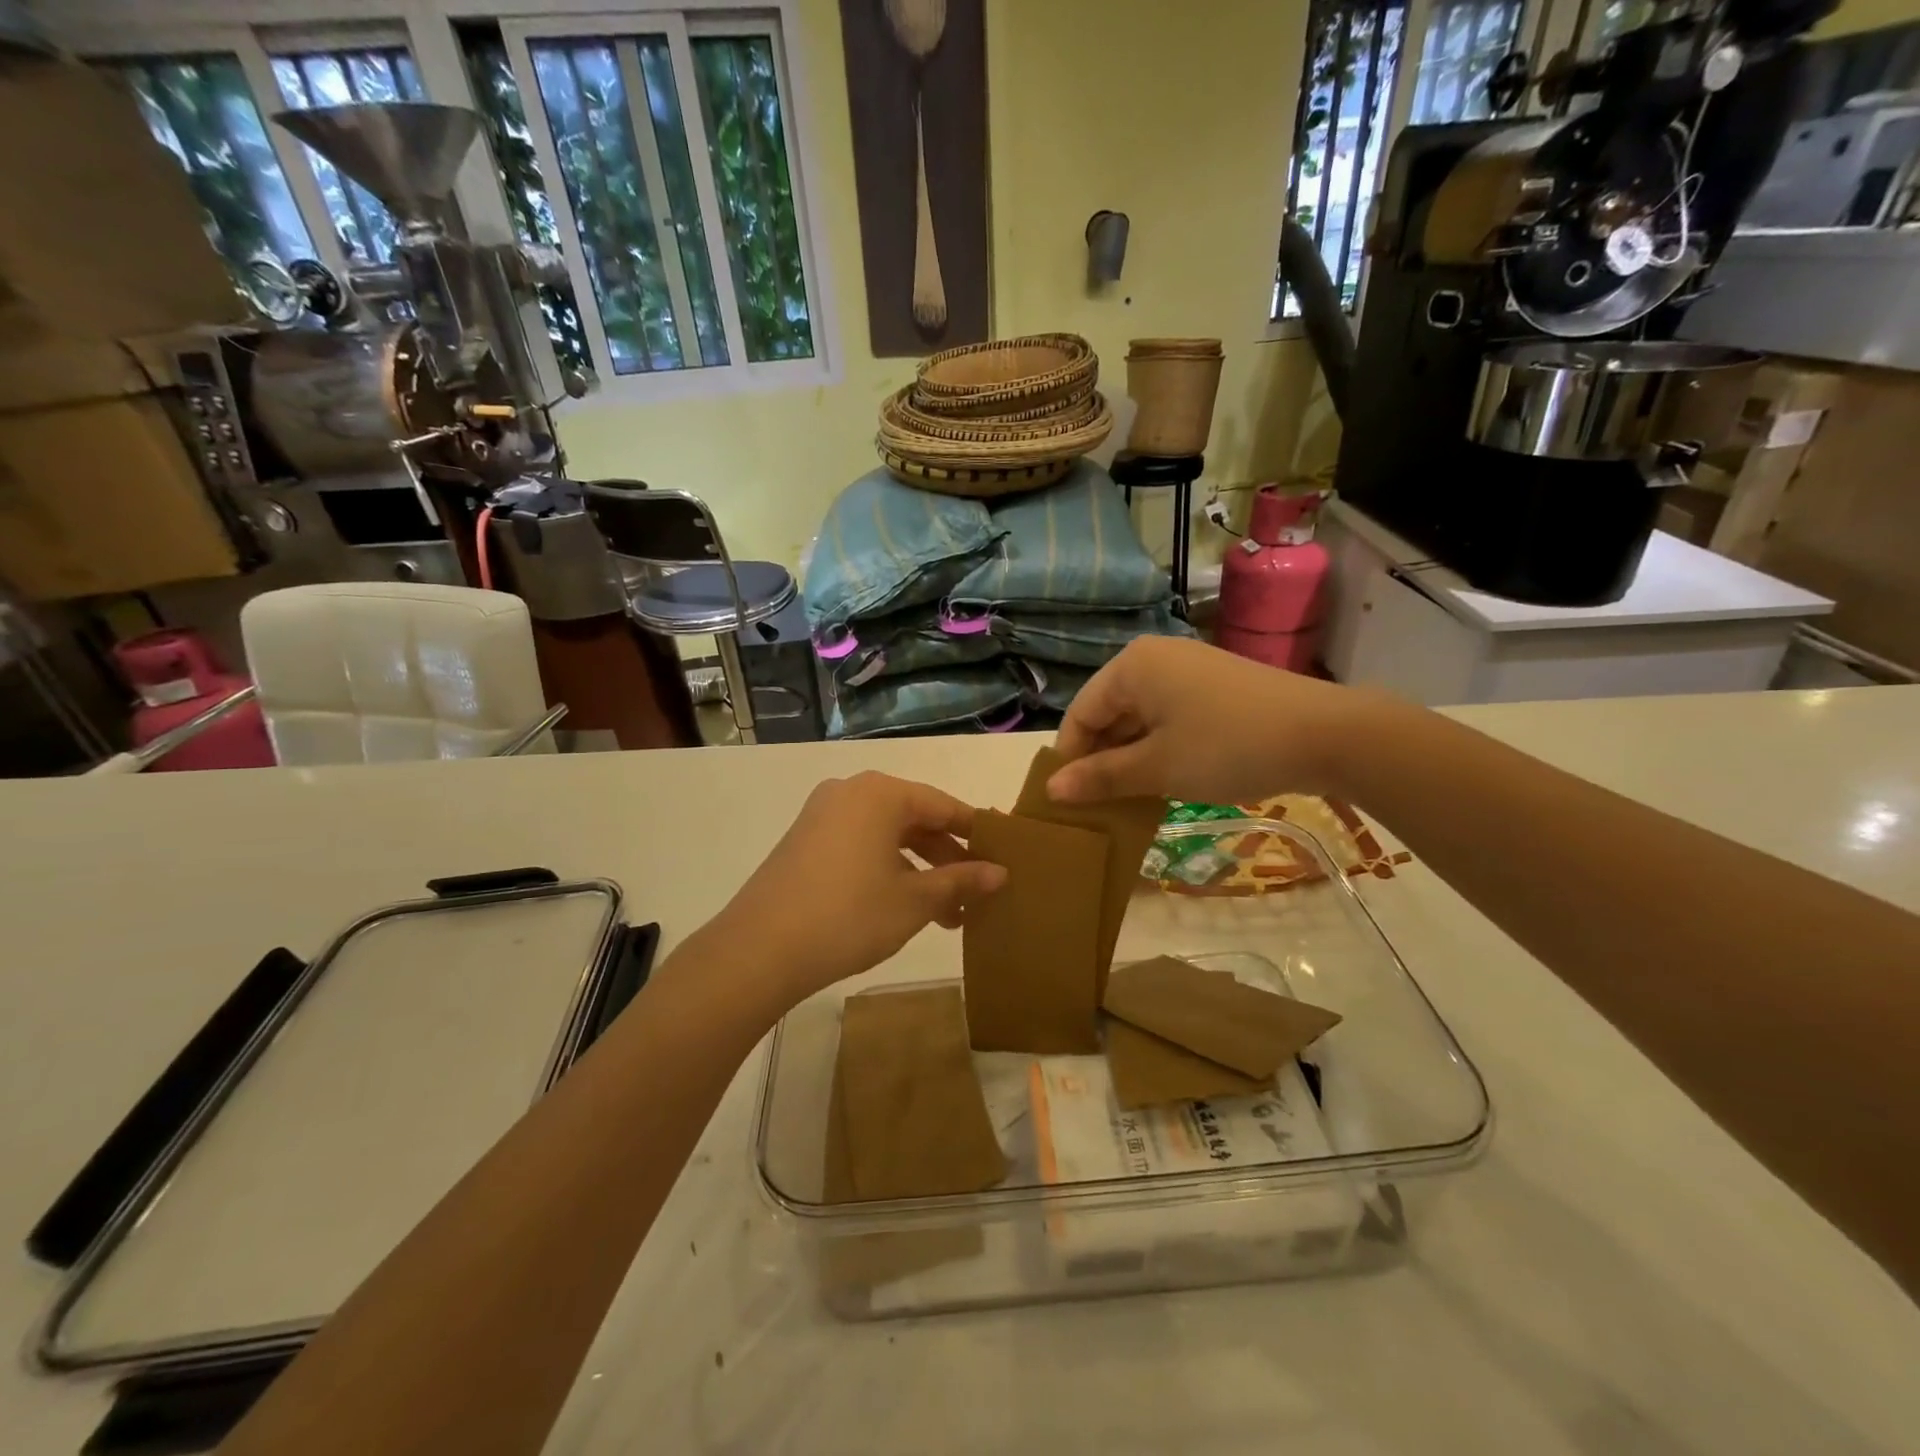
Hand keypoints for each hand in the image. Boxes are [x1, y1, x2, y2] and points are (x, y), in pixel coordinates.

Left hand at [707, 771, 1005, 1001]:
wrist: (759, 950)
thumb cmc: (849, 915)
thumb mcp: (914, 901)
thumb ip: (960, 881)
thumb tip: (1000, 873)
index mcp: (881, 793)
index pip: (944, 805)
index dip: (976, 834)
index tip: (1002, 859)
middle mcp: (851, 792)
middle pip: (915, 819)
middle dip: (947, 859)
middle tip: (975, 895)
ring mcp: (822, 815)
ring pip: (888, 836)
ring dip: (920, 870)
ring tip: (946, 913)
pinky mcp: (804, 841)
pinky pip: (860, 845)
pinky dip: (888, 870)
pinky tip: (902, 906)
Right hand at [1047, 637, 1364, 806]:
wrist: (1326, 735)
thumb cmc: (1226, 746)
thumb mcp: (1157, 767)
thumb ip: (1101, 777)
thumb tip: (1051, 791)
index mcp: (1131, 667)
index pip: (1080, 714)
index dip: (1069, 760)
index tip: (1066, 803)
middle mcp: (1154, 659)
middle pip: (1108, 714)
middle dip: (1100, 760)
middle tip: (1095, 808)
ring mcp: (1188, 671)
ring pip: (1139, 719)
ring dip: (1129, 760)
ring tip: (1126, 802)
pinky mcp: (1214, 688)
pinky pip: (1168, 719)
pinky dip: (1158, 750)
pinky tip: (1161, 783)